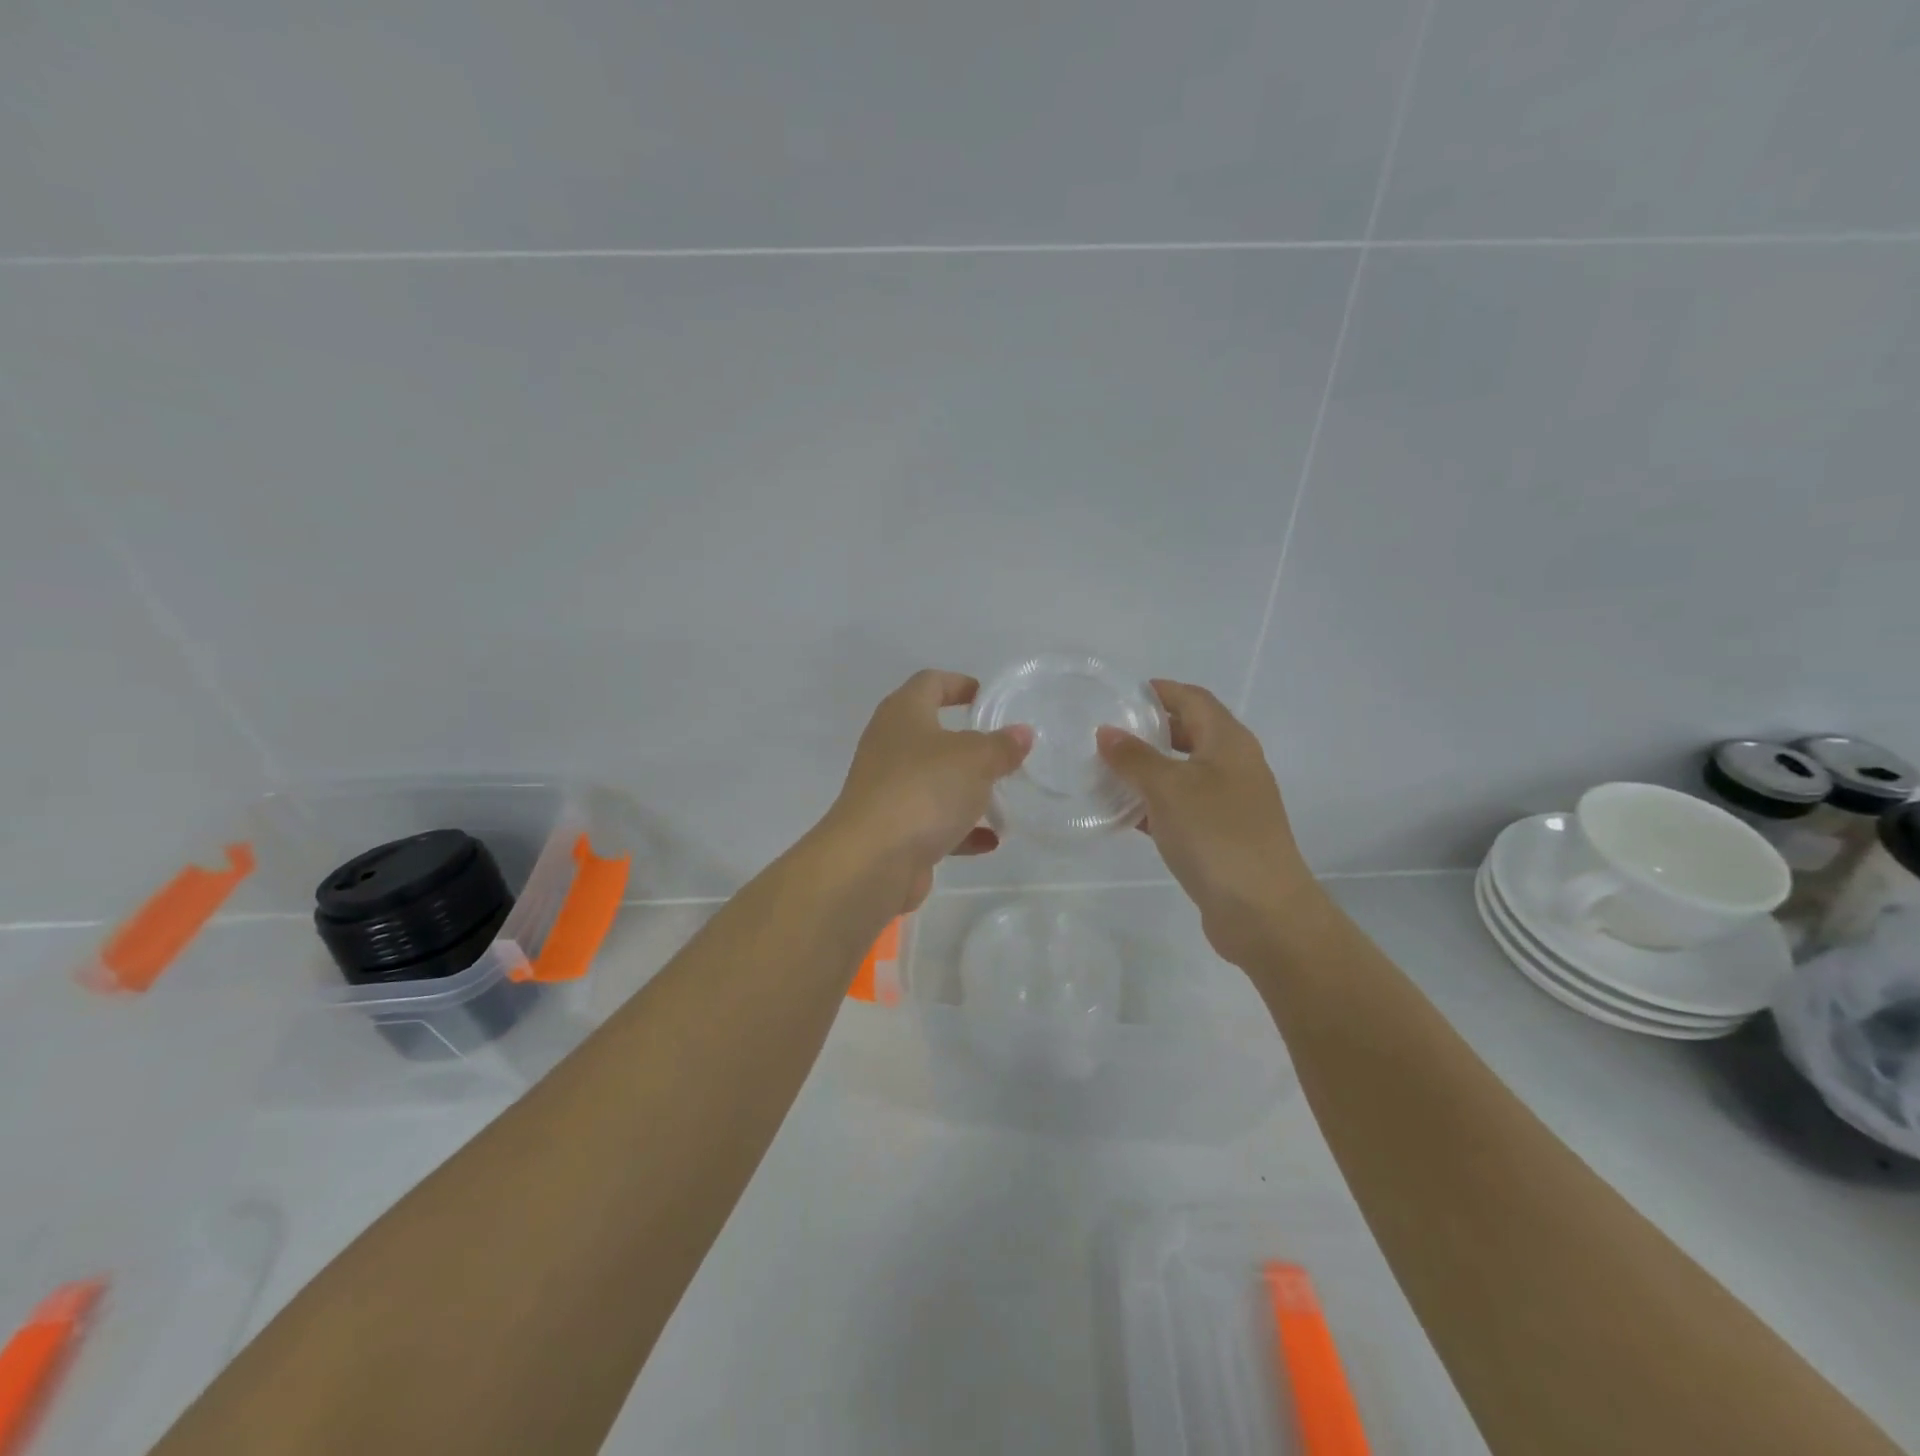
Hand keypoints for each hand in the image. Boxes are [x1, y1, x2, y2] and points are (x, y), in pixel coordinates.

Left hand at [823, 670, 1033, 913]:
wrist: (872, 861)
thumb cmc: (924, 790)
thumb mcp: (975, 760)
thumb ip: (1001, 746)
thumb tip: (1021, 733)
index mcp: (903, 715)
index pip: (929, 683)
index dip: (957, 683)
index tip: (985, 696)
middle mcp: (889, 747)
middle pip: (931, 734)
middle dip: (968, 744)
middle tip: (1003, 751)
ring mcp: (888, 790)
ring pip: (933, 781)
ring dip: (967, 790)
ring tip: (1004, 799)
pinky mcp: (893, 830)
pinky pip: (932, 822)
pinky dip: (960, 829)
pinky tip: (991, 840)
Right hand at [1096, 680, 1315, 966]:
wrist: (1262, 911)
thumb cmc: (1216, 835)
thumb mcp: (1168, 788)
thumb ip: (1134, 757)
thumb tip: (1107, 732)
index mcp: (1229, 741)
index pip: (1192, 698)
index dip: (1159, 691)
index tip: (1119, 695)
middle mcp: (1234, 765)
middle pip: (1190, 732)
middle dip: (1149, 729)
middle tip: (1106, 733)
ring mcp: (1230, 802)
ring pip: (1183, 772)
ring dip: (1148, 769)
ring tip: (1105, 770)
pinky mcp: (1221, 835)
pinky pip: (1182, 806)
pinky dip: (1154, 803)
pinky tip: (1123, 813)